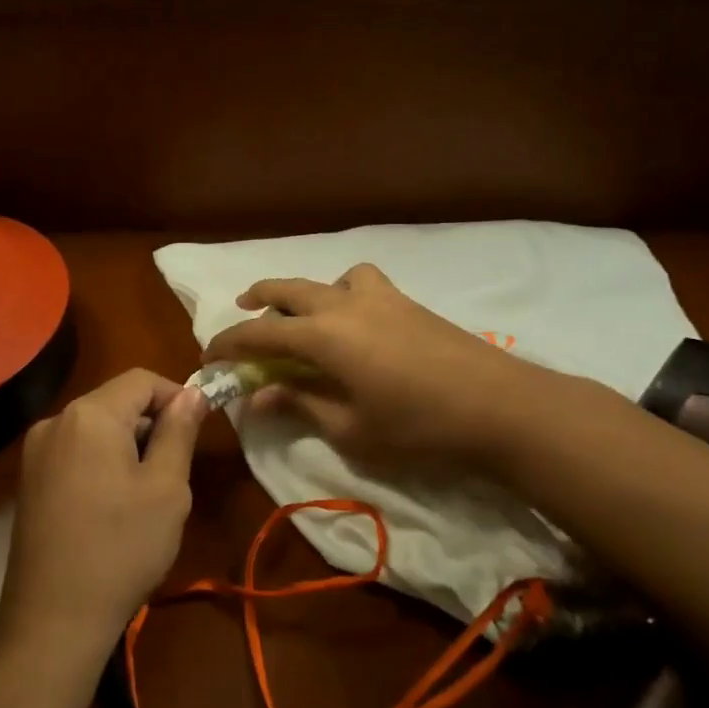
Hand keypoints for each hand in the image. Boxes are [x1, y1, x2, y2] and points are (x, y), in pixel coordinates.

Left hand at [0, 369, 207, 655]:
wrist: (54, 619)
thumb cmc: (122, 547)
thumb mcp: (167, 488)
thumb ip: (179, 432)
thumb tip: (192, 394)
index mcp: (89, 415)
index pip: (141, 380)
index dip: (176, 396)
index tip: (199, 430)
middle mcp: (54, 422)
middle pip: (115, 402)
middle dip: (152, 424)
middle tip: (177, 470)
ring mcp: (36, 453)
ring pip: (96, 429)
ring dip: (129, 445)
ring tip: (148, 493)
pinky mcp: (29, 481)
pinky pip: (76, 452)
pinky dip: (103, 462)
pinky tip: (115, 506)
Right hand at [202, 263, 544, 459]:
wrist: (500, 406)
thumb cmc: (417, 426)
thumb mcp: (349, 427)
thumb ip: (300, 404)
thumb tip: (258, 395)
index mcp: (323, 335)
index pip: (259, 333)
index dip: (228, 344)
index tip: (208, 357)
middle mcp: (344, 305)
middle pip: (288, 289)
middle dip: (258, 298)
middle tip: (240, 311)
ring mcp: (381, 298)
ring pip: (330, 279)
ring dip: (307, 292)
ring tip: (306, 316)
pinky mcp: (409, 304)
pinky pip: (363, 284)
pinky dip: (345, 293)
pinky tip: (357, 324)